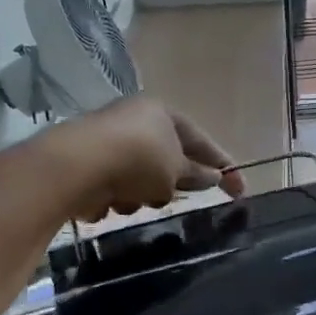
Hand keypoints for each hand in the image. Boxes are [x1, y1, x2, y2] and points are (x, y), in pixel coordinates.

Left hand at [46, 97, 245, 222]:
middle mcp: (134, 121)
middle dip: (170, 183)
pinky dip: (114, 197)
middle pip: (167, 161)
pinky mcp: (85, 164)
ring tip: (131, 198)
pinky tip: (106, 201)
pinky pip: (114, 188)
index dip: (223, 166)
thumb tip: (214, 177)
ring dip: (140, 195)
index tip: (239, 191)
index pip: (201, 141)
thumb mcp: (177, 170)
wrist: (76, 166)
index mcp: (162, 113)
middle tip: (168, 194)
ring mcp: (107, 141)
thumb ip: (197, 175)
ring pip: (140, 179)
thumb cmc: (138, 160)